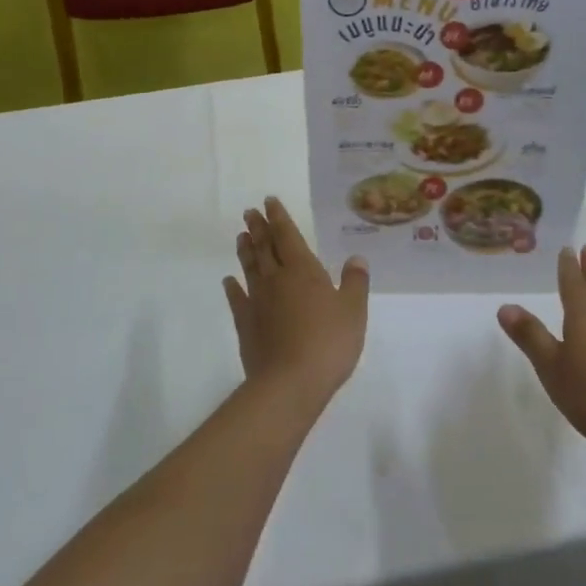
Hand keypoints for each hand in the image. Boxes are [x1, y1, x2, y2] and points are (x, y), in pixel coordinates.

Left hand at [225, 197, 368, 412]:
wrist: (289, 383)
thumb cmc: (328, 343)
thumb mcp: (353, 311)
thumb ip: (355, 282)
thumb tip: (356, 258)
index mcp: (303, 270)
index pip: (288, 236)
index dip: (279, 218)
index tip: (269, 202)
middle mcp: (277, 279)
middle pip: (265, 247)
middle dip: (258, 228)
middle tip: (249, 212)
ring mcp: (258, 302)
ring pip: (249, 268)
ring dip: (245, 251)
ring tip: (240, 236)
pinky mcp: (246, 325)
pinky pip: (237, 299)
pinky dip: (232, 288)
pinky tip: (229, 281)